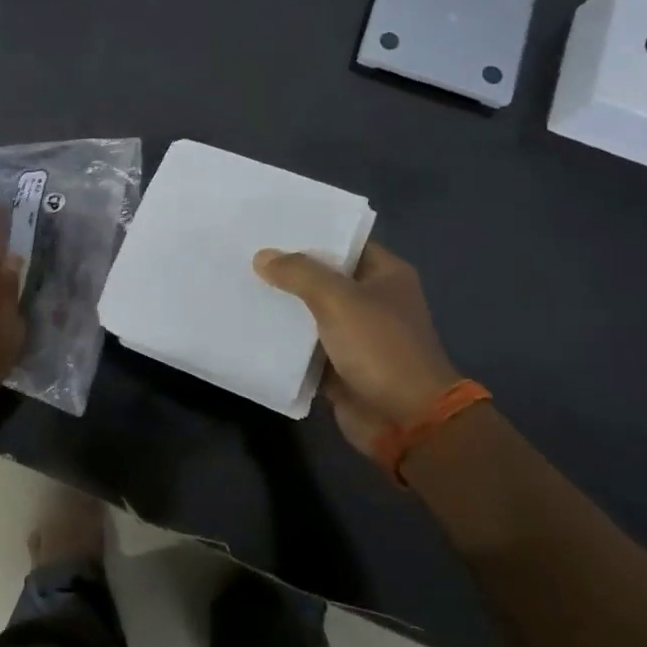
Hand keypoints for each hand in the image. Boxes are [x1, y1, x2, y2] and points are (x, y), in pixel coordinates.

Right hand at [253, 243, 462, 461]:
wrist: (406, 421)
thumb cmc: (381, 347)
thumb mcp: (338, 300)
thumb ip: (299, 274)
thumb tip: (262, 257)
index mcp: (385, 274)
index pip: (343, 242)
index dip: (309, 233)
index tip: (270, 226)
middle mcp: (372, 300)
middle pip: (323, 277)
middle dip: (288, 270)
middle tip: (245, 254)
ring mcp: (356, 334)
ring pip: (311, 312)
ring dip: (283, 306)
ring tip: (239, 284)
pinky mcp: (340, 365)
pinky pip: (306, 346)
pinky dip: (284, 341)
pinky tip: (250, 326)